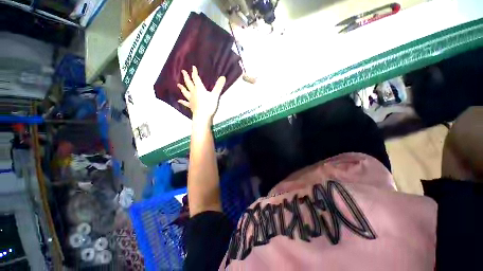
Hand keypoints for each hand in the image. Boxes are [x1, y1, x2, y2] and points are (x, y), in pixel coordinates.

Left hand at [178, 66, 225, 123]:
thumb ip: (219, 86)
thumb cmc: (209, 105)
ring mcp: (191, 99)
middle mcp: (193, 92)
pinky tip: (179, 100)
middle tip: (183, 71)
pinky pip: (185, 103)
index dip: (194, 72)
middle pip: (189, 83)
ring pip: (186, 92)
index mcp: (199, 88)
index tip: (193, 67)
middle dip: (186, 77)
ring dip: (182, 88)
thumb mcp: (215, 95)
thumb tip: (223, 77)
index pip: (196, 78)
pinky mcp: (191, 106)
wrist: (202, 116)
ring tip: (178, 85)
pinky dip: (182, 101)